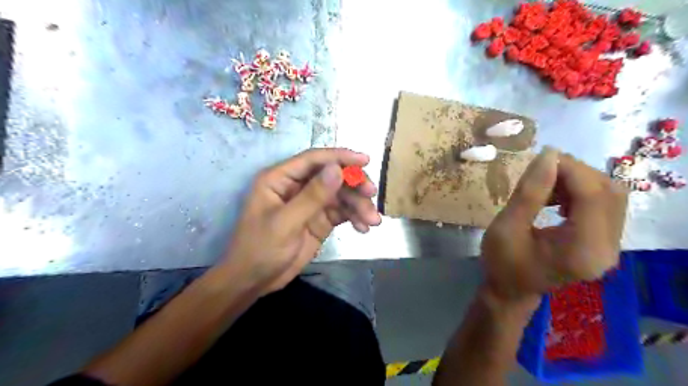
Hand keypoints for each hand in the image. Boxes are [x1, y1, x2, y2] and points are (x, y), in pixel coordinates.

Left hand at [221, 148, 381, 295]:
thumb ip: (312, 196)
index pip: (314, 159)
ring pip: (341, 195)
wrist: (255, 281)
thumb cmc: (260, 249)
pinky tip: (363, 228)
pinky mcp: (320, 219)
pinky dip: (355, 217)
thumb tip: (338, 169)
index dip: (340, 157)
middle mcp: (297, 186)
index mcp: (281, 178)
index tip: (365, 160)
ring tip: (373, 221)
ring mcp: (311, 203)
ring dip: (359, 205)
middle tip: (371, 194)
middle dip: (354, 184)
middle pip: (332, 176)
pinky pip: (342, 212)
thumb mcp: (285, 223)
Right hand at [483, 146, 627, 301]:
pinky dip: (581, 192)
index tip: (542, 157)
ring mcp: (609, 247)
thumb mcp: (506, 226)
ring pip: (610, 196)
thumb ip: (529, 192)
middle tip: (542, 169)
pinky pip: (603, 206)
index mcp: (582, 250)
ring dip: (579, 181)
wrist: (510, 290)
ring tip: (546, 183)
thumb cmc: (502, 262)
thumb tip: (548, 155)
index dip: (571, 170)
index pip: (594, 196)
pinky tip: (555, 197)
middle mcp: (607, 249)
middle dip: (577, 172)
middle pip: (609, 193)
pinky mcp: (603, 243)